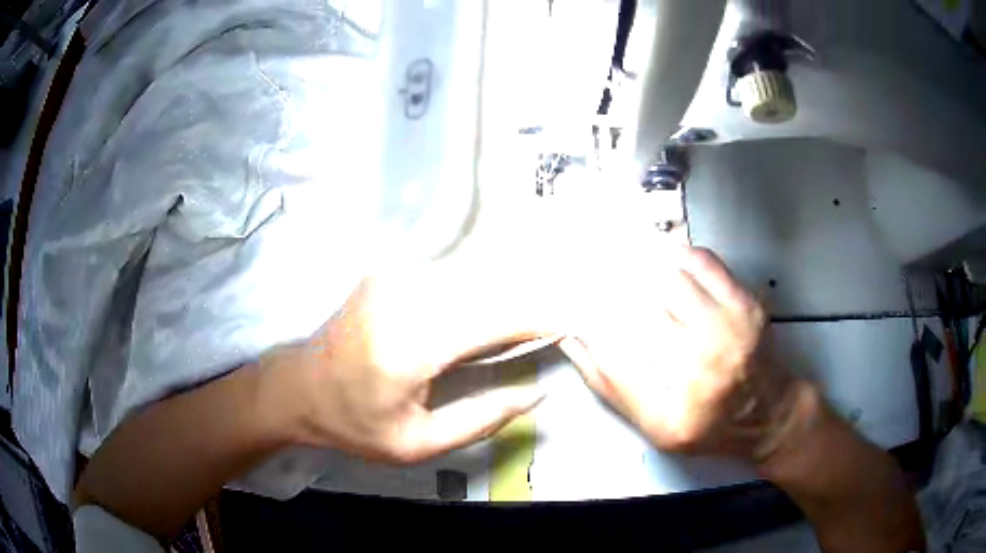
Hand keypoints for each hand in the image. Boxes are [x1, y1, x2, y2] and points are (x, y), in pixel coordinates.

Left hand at [266, 260, 552, 463]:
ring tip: (530, 318)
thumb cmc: (353, 424)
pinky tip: (489, 310)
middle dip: (530, 302)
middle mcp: (402, 296)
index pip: (494, 317)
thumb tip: (535, 393)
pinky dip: (478, 290)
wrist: (296, 387)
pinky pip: (449, 277)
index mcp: (409, 345)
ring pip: (471, 276)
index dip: (539, 316)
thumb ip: (481, 419)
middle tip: (560, 321)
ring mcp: (392, 277)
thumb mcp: (417, 444)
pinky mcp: (389, 272)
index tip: (575, 322)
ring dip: (506, 294)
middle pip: (488, 288)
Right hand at [559, 247, 805, 460]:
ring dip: (642, 269)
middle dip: (612, 289)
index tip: (572, 310)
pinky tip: (663, 260)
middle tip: (593, 281)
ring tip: (622, 266)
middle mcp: (708, 357)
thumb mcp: (657, 428)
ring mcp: (732, 324)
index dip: (588, 321)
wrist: (771, 414)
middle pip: (644, 304)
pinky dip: (678, 255)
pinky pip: (704, 262)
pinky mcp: (746, 302)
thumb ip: (615, 388)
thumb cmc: (711, 426)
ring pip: (671, 275)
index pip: (616, 349)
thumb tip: (576, 341)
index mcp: (679, 398)